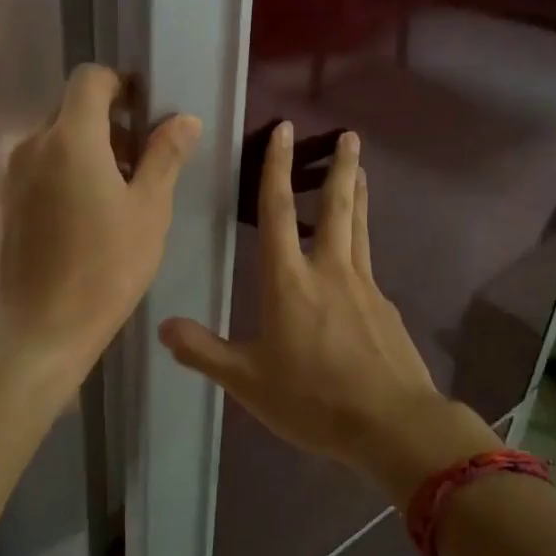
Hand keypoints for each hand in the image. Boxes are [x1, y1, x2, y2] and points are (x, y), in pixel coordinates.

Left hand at [0, 64, 200, 377]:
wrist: (41, 327)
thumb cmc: (105, 267)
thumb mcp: (149, 210)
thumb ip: (165, 156)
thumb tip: (184, 119)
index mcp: (71, 138)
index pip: (90, 78)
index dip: (120, 83)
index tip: (146, 111)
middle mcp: (35, 145)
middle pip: (73, 108)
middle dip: (110, 122)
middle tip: (142, 162)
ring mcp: (15, 174)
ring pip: (57, 139)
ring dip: (90, 148)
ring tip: (120, 192)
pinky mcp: (7, 200)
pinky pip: (42, 165)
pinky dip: (68, 170)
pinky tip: (89, 213)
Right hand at [159, 124, 495, 504]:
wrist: (392, 425)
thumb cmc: (313, 399)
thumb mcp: (247, 381)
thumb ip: (204, 351)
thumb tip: (163, 326)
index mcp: (289, 280)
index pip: (277, 210)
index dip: (277, 167)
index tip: (285, 130)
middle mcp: (329, 270)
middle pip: (336, 206)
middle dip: (339, 167)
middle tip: (350, 135)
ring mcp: (364, 286)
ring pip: (359, 227)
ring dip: (359, 193)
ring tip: (362, 168)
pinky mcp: (385, 307)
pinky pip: (369, 262)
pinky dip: (363, 241)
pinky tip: (358, 256)